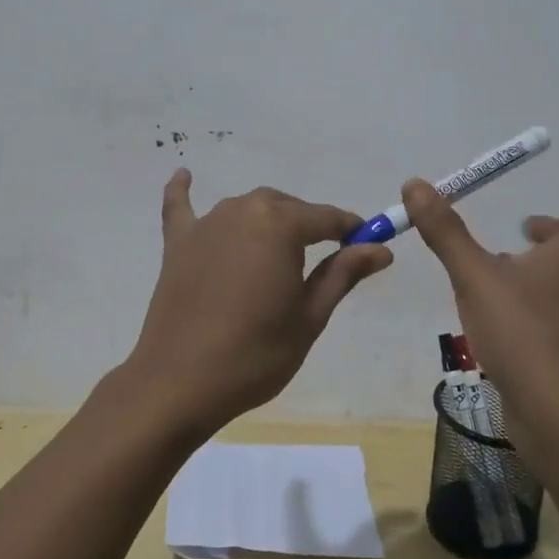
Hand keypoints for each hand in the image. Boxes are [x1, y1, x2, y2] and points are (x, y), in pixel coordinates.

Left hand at [124, 169, 393, 435]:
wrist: (180, 383)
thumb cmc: (256, 353)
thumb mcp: (310, 316)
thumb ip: (343, 274)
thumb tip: (381, 249)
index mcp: (280, 224)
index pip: (327, 218)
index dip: (350, 231)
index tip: (367, 245)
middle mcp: (243, 210)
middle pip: (287, 208)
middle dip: (309, 228)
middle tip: (322, 264)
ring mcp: (206, 224)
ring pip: (248, 209)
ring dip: (268, 222)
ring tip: (279, 254)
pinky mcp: (177, 243)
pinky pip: (182, 207)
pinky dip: (184, 192)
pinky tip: (185, 175)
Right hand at [402, 157, 558, 430]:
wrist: (555, 415)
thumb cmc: (524, 333)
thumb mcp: (477, 276)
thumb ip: (446, 232)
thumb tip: (417, 185)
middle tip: (529, 222)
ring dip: (543, 258)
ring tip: (502, 255)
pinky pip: (550, 302)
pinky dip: (530, 287)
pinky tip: (496, 298)